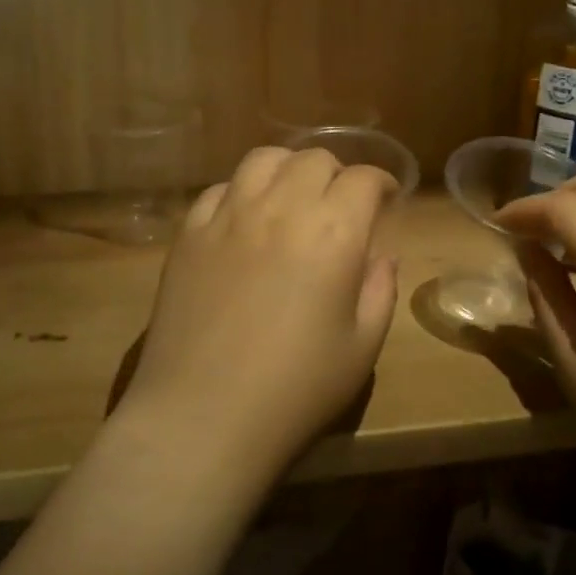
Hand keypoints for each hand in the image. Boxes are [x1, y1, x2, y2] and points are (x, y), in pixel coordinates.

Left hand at [115, 146, 399, 483]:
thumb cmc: (296, 390)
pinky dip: (241, 193)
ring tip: (291, 199)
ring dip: (287, 170)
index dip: (382, 184)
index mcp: (334, 232)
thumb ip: (379, 291)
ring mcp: (227, 216)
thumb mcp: (362, 348)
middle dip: (337, 175)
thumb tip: (379, 256)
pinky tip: (244, 221)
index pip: (364, 179)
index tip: (386, 202)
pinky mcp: (188, 233)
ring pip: (262, 160)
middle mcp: (281, 207)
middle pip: (314, 159)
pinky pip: (218, 189)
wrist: (204, 415)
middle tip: (340, 207)